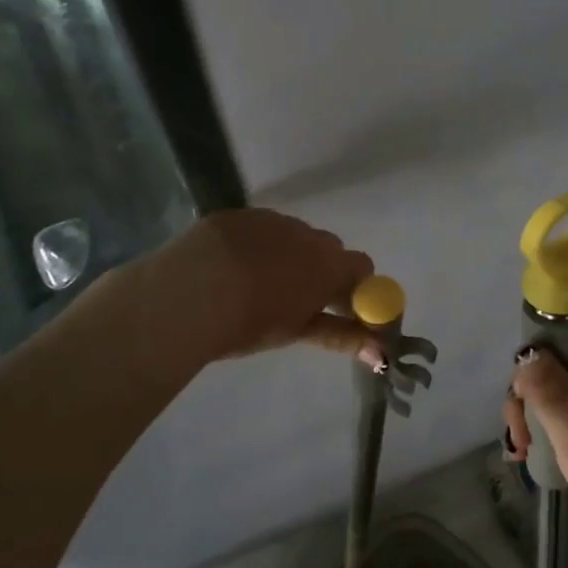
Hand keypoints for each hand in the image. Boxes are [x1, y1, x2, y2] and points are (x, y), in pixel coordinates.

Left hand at [153, 209, 384, 366]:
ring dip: (290, 256)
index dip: (358, 290)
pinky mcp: (237, 215)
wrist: (187, 293)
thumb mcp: (297, 331)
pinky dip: (258, 246)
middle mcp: (307, 234)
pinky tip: (233, 267)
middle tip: (302, 302)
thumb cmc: (250, 320)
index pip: (363, 268)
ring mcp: (271, 220)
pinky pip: (261, 228)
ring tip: (259, 285)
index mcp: (329, 263)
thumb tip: (380, 352)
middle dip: (323, 272)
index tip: (346, 312)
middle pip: (329, 249)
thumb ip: (342, 336)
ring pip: (294, 236)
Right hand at [504, 334, 567, 553]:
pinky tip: (536, 463)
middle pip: (558, 370)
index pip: (566, 338)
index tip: (520, 398)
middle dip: (528, 399)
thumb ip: (551, 392)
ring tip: (522, 456)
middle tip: (519, 440)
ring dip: (535, 422)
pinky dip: (551, 439)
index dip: (535, 358)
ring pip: (561, 400)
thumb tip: (527, 352)